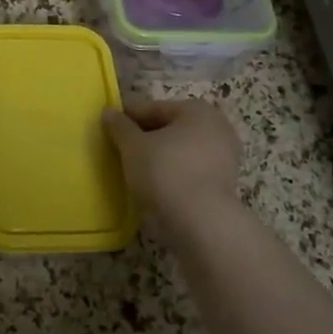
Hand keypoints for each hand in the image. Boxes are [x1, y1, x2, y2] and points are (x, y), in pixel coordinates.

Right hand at [102, 99, 241, 228]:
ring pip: (181, 151)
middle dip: (145, 137)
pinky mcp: (224, 185)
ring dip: (159, 157)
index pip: (153, 108)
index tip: (107, 127)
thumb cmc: (166, 173)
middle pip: (170, 128)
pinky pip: (190, 171)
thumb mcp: (134, 147)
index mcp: (197, 110)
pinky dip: (173, 174)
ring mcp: (225, 157)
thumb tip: (109, 112)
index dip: (128, 117)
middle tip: (119, 149)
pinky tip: (154, 186)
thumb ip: (120, 127)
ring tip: (134, 170)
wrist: (202, 224)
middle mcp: (217, 127)